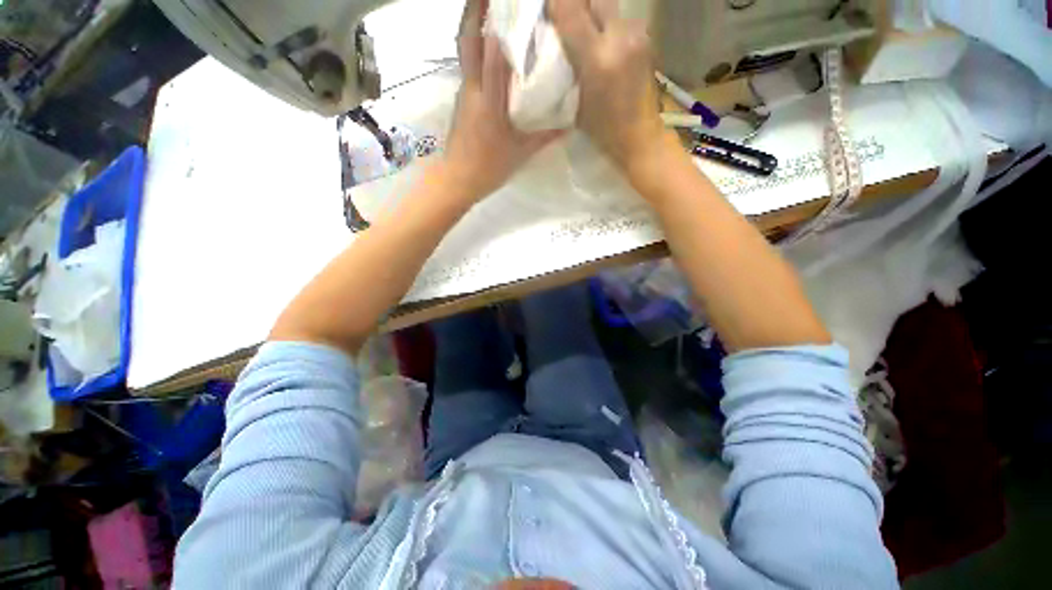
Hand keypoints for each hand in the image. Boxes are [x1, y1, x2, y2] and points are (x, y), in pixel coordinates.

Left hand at [442, 0, 563, 201]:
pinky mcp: (462, 101)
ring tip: (492, 12)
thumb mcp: (521, 152)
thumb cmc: (490, 167)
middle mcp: (472, 88)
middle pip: (467, 39)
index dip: (497, 22)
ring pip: (465, 51)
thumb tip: (568, 124)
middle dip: (475, 10)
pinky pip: (470, 68)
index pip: (491, 52)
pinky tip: (491, 51)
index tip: (507, 2)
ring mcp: (464, 93)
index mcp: (489, 100)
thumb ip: (545, 136)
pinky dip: (478, 51)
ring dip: (475, 26)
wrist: (458, 179)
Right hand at [548, 0, 665, 166]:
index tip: (546, 11)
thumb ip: (565, 67)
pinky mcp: (646, 39)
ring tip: (584, 34)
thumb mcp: (574, 103)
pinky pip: (620, 20)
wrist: (639, 136)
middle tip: (566, 21)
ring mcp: (637, 36)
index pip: (571, 10)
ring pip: (609, 6)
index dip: (556, 5)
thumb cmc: (602, 130)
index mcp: (597, 59)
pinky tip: (603, 44)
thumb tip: (552, 41)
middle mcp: (620, 38)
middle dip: (577, 4)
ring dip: (593, 14)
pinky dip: (607, 25)